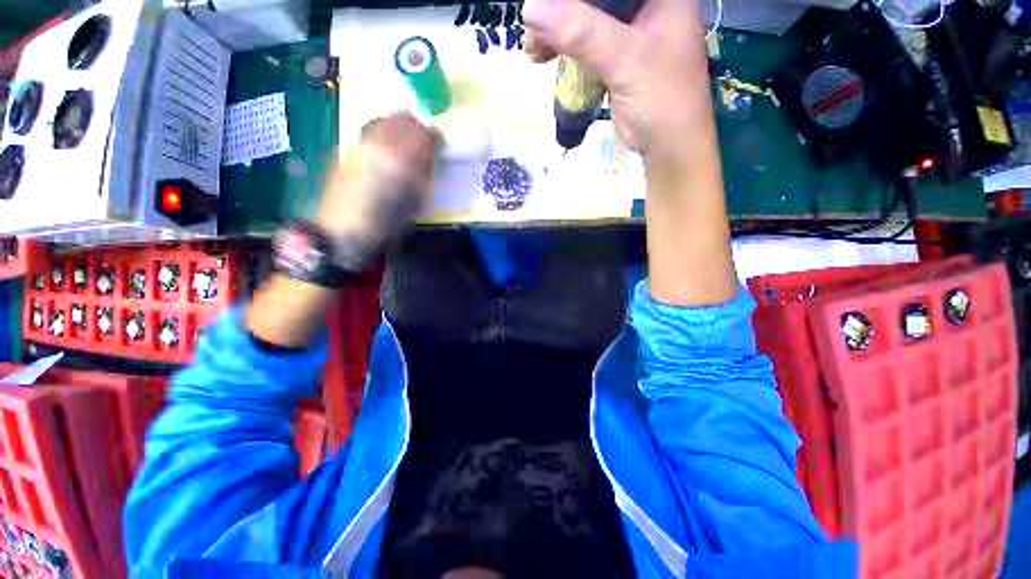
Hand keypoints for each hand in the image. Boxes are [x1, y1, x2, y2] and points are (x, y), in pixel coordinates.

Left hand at [315, 112, 439, 269]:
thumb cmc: (385, 226)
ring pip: (385, 120)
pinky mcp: (347, 149)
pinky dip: (384, 135)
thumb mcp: (413, 205)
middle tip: (424, 145)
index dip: (436, 139)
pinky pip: (371, 130)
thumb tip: (429, 159)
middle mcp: (379, 144)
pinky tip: (386, 154)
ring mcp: (360, 144)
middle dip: (418, 129)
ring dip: (400, 129)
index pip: (424, 133)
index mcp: (400, 161)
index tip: (440, 149)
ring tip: (405, 148)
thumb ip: (423, 177)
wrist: (341, 233)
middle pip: (403, 118)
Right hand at [523, 0, 709, 167]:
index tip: (544, 3)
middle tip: (533, 26)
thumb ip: (582, 33)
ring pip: (586, 18)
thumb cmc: (662, 99)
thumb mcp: (625, 59)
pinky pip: (585, 42)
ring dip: (557, 30)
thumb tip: (530, 9)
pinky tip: (544, 55)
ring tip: (532, 47)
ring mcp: (630, 31)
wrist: (668, 145)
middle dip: (560, 8)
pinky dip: (564, 48)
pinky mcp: (617, 56)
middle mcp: (645, 5)